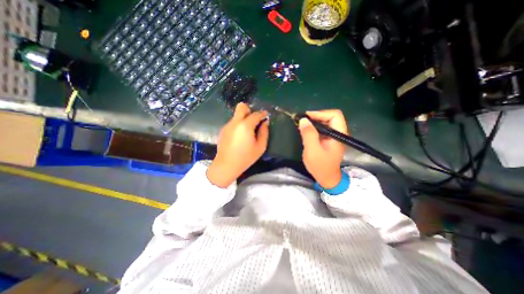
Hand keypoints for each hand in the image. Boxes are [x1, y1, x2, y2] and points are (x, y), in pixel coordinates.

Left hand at [206, 103, 268, 187]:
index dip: (262, 114)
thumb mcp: (260, 147)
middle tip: (254, 120)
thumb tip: (265, 123)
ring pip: (237, 115)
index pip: (256, 114)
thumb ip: (264, 133)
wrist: (226, 165)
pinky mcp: (223, 130)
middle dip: (249, 110)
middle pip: (242, 107)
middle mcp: (235, 122)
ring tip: (247, 131)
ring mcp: (228, 125)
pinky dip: (238, 125)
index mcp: (246, 126)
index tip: (266, 115)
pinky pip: (233, 122)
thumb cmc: (246, 157)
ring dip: (244, 118)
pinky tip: (239, 136)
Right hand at [299, 109, 346, 188]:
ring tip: (302, 124)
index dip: (320, 113)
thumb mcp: (313, 150)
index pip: (335, 115)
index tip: (306, 117)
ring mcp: (334, 136)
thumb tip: (303, 119)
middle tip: (303, 120)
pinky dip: (313, 127)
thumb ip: (309, 134)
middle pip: (330, 117)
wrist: (326, 178)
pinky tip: (306, 130)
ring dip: (314, 121)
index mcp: (339, 135)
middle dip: (316, 116)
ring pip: (325, 122)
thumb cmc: (320, 166)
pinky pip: (322, 128)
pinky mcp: (328, 140)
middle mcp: (338, 133)